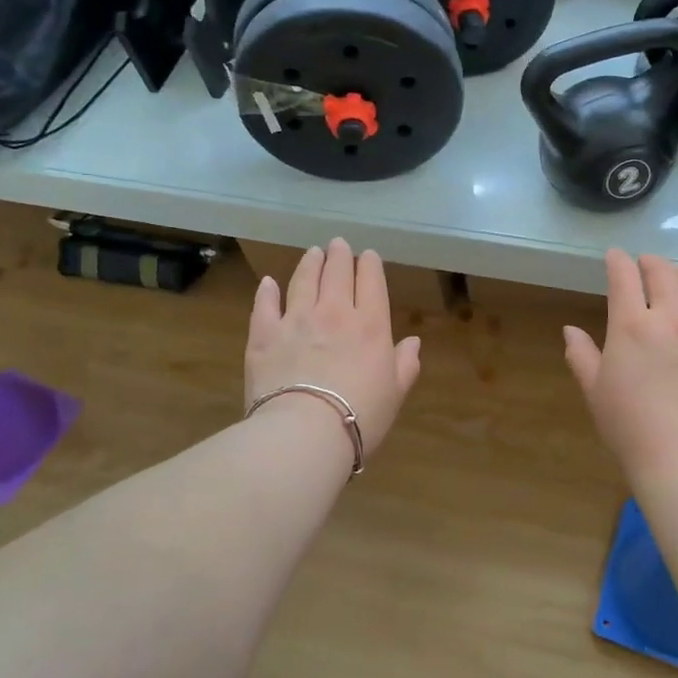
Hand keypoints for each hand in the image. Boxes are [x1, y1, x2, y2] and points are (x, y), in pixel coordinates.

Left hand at [245, 239, 422, 451]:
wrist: (304, 433)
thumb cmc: (360, 416)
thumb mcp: (395, 394)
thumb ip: (405, 364)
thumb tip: (413, 343)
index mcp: (370, 325)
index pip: (371, 283)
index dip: (369, 265)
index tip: (368, 255)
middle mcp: (333, 313)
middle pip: (336, 273)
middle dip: (339, 255)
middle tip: (338, 244)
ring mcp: (296, 320)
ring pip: (303, 280)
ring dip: (309, 264)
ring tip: (313, 253)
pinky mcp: (263, 335)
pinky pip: (265, 305)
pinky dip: (267, 291)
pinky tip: (268, 283)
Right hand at [563, 250, 677, 475]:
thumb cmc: (629, 425)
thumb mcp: (594, 390)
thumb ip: (581, 355)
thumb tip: (570, 330)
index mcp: (632, 325)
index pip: (624, 278)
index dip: (617, 261)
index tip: (614, 256)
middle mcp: (671, 318)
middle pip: (664, 274)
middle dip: (651, 262)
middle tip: (645, 262)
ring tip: (676, 276)